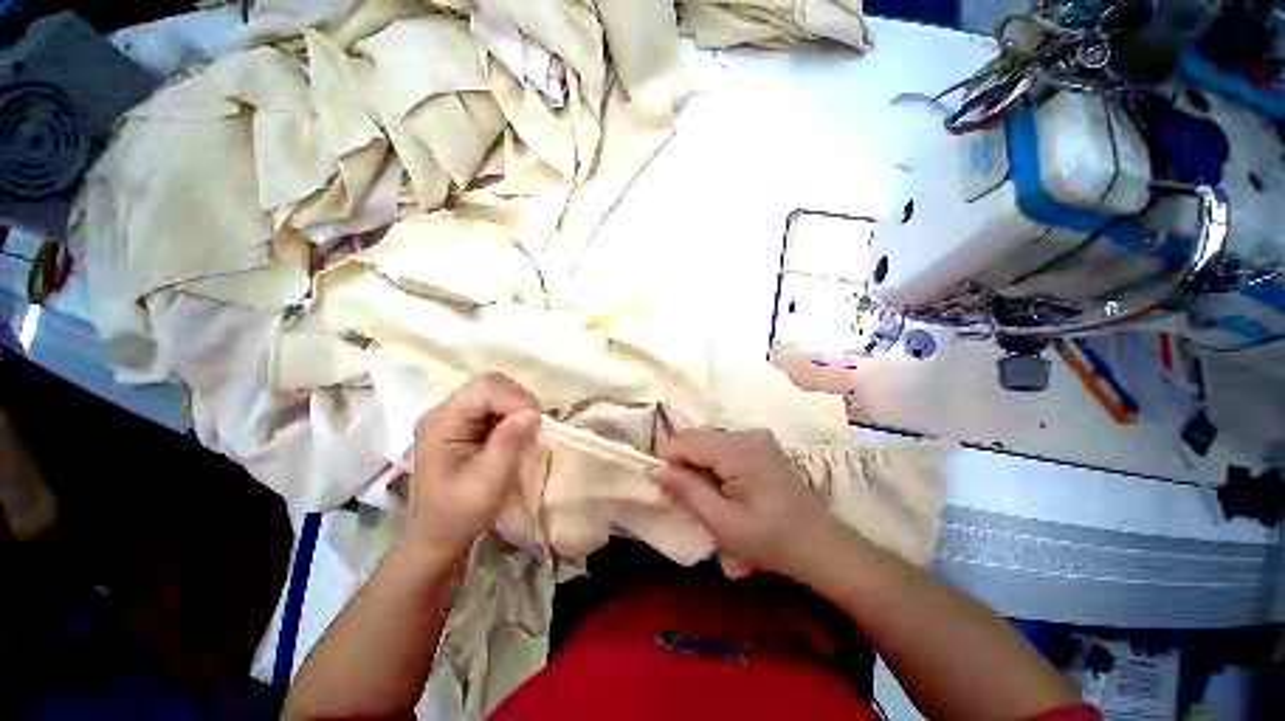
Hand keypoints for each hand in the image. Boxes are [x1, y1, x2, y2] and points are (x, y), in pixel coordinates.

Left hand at [408, 372, 539, 554]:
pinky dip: (513, 410)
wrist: (440, 533)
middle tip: (536, 423)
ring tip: (529, 427)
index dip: (513, 399)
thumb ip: (508, 444)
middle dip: (517, 398)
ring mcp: (454, 414)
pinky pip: (495, 402)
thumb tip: (533, 412)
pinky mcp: (465, 421)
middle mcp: (443, 411)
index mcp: (440, 424)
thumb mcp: (487, 483)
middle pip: (487, 383)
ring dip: (517, 403)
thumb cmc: (460, 512)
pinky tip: (518, 429)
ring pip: (494, 389)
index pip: (482, 391)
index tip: (538, 420)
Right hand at [656, 429, 838, 578]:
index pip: (685, 440)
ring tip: (705, 498)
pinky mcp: (760, 445)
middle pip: (696, 439)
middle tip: (685, 499)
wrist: (822, 547)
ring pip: (708, 443)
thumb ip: (686, 491)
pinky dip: (714, 466)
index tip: (662, 488)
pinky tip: (723, 490)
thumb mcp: (723, 523)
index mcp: (738, 448)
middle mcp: (746, 433)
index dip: (666, 460)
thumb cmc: (772, 541)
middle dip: (683, 465)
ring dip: (698, 466)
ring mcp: (756, 437)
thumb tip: (656, 470)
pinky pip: (723, 448)